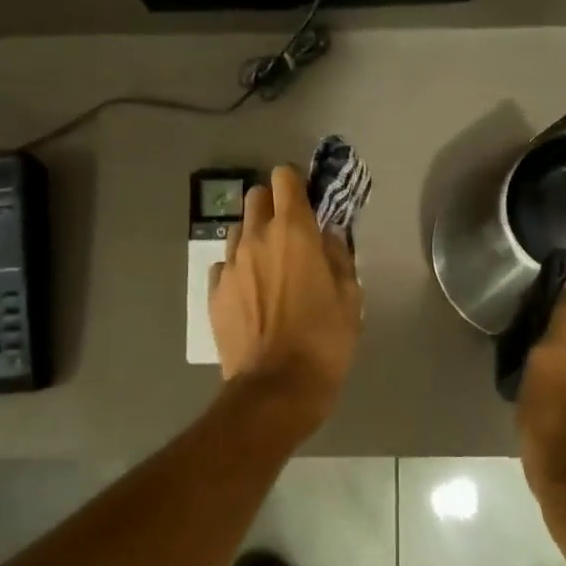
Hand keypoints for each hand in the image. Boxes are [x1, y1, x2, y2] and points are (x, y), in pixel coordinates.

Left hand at [209, 164, 362, 424]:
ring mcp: (230, 265)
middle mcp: (256, 238)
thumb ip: (339, 256)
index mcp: (293, 232)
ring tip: (270, 266)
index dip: (297, 182)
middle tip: (291, 233)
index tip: (309, 201)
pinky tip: (252, 292)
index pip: (285, 178)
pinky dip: (239, 268)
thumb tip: (328, 236)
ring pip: (237, 229)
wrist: (277, 388)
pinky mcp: (215, 292)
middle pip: (256, 196)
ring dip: (254, 236)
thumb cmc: (324, 341)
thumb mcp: (350, 297)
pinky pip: (225, 264)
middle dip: (274, 204)